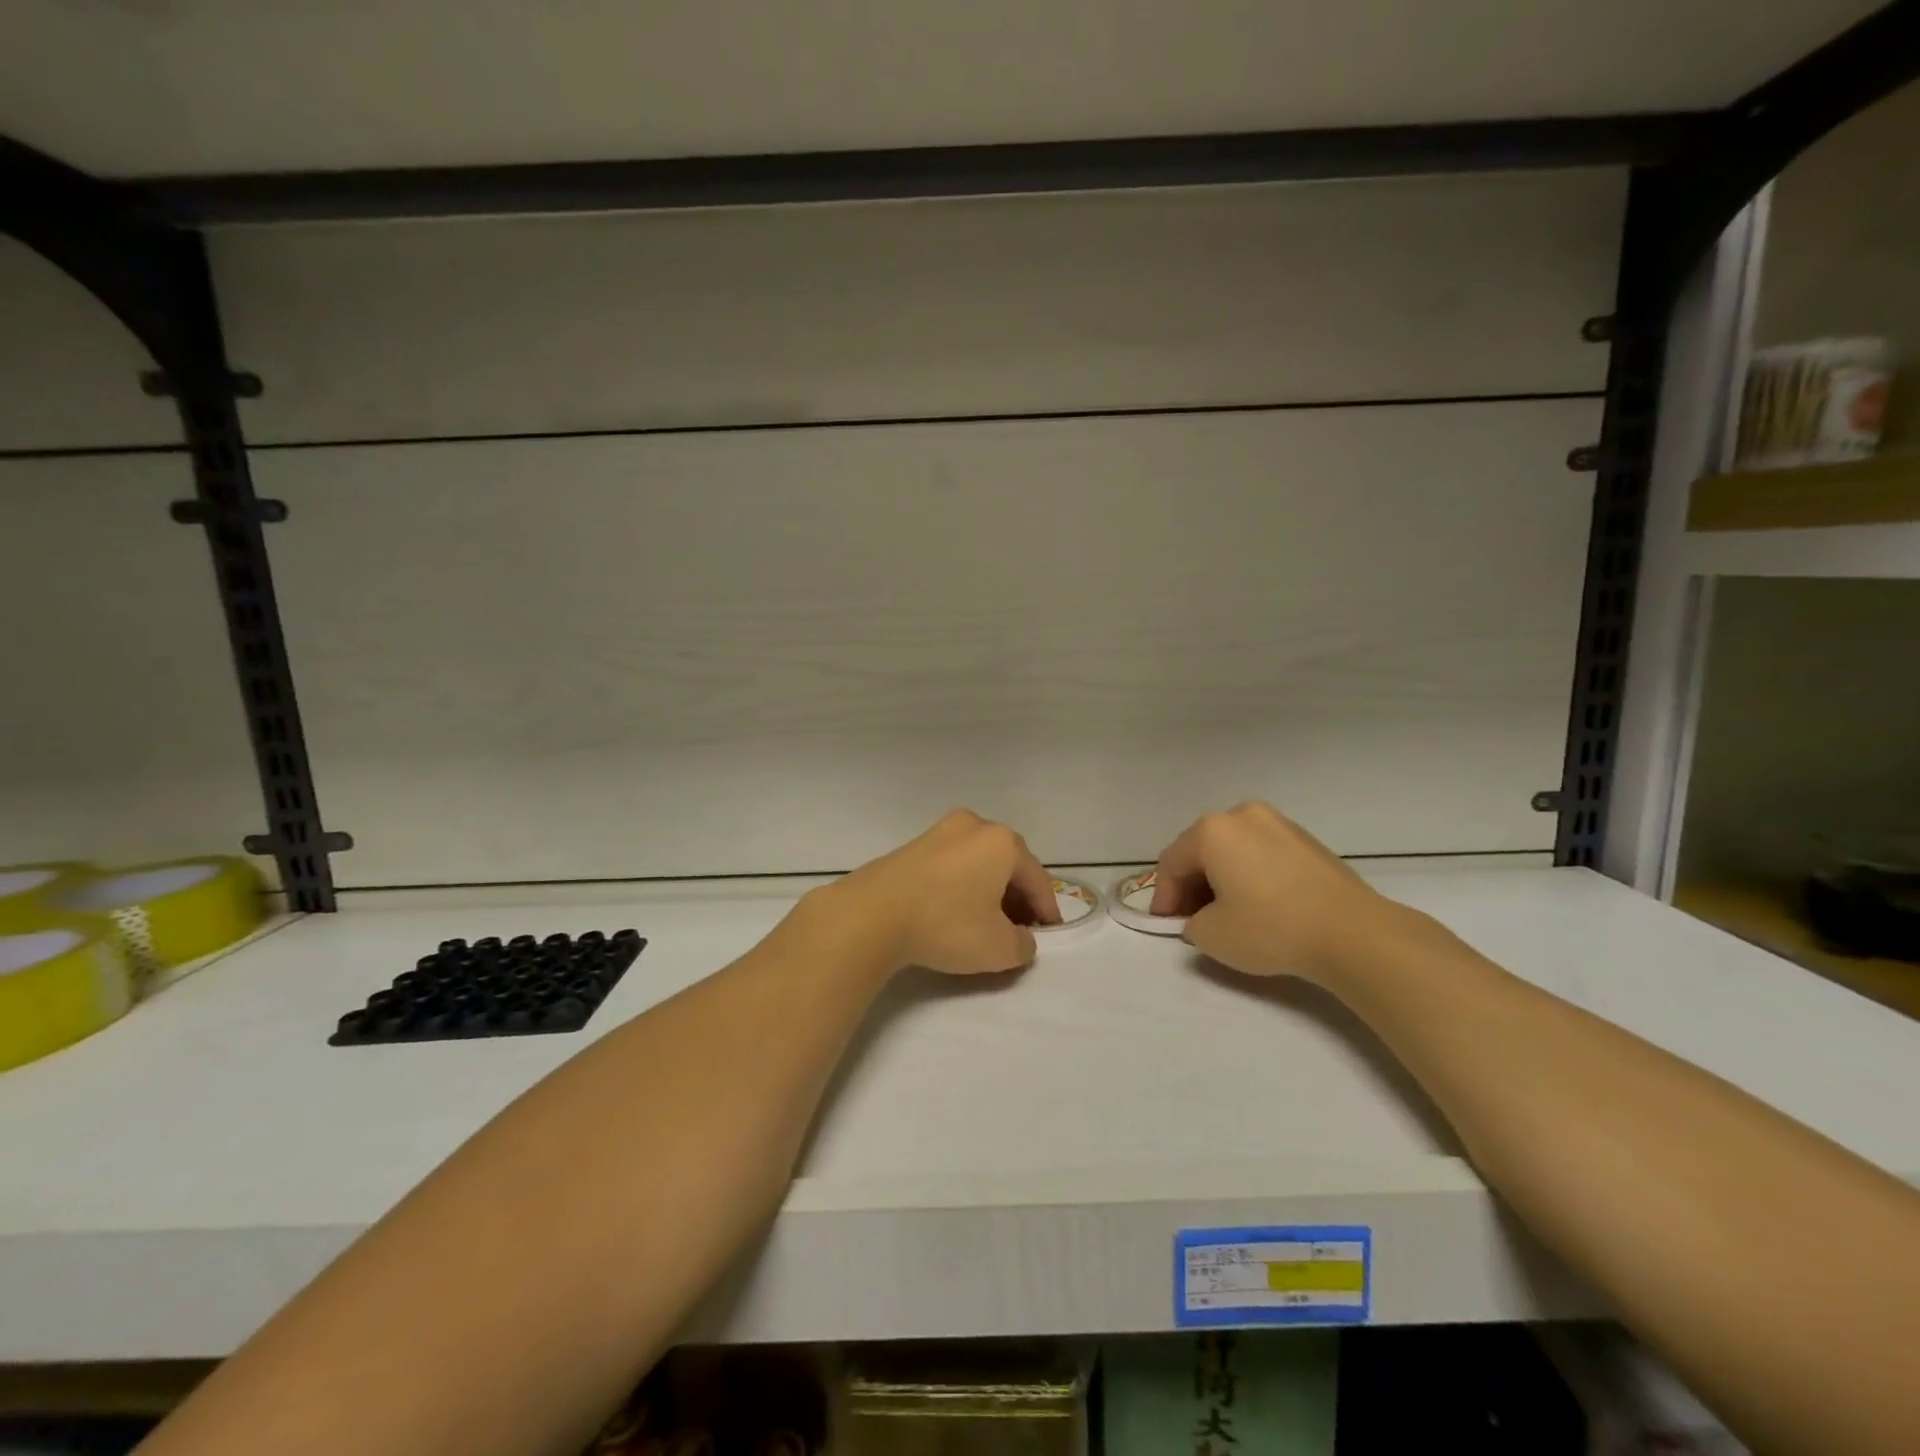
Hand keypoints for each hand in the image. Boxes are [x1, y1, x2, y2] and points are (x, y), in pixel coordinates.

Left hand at [815, 810, 1060, 976]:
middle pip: (1009, 866)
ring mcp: (940, 831)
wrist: (871, 915)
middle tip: (1019, 930)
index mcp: (1003, 842)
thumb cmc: (946, 925)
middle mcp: (975, 826)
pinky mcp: (913, 845)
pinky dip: (962, 886)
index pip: (1038, 880)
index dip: (1047, 911)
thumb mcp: (998, 948)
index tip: (1048, 935)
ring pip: (979, 863)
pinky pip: (952, 865)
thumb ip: (1023, 945)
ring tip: (986, 924)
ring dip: (989, 891)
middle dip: (1017, 898)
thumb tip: (1021, 938)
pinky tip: (955, 912)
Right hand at [1149, 802, 1389, 982]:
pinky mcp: (1306, 840)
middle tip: (1192, 920)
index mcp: (1212, 830)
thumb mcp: (1211, 936)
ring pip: (1233, 850)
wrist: (1354, 934)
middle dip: (1191, 886)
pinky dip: (1250, 875)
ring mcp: (1278, 823)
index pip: (1172, 862)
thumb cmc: (1271, 928)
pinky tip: (1260, 905)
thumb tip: (1203, 916)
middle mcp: (1242, 815)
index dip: (1164, 897)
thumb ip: (1191, 922)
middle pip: (1201, 850)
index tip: (1165, 926)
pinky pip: (1262, 854)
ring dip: (1221, 879)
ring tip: (1226, 914)